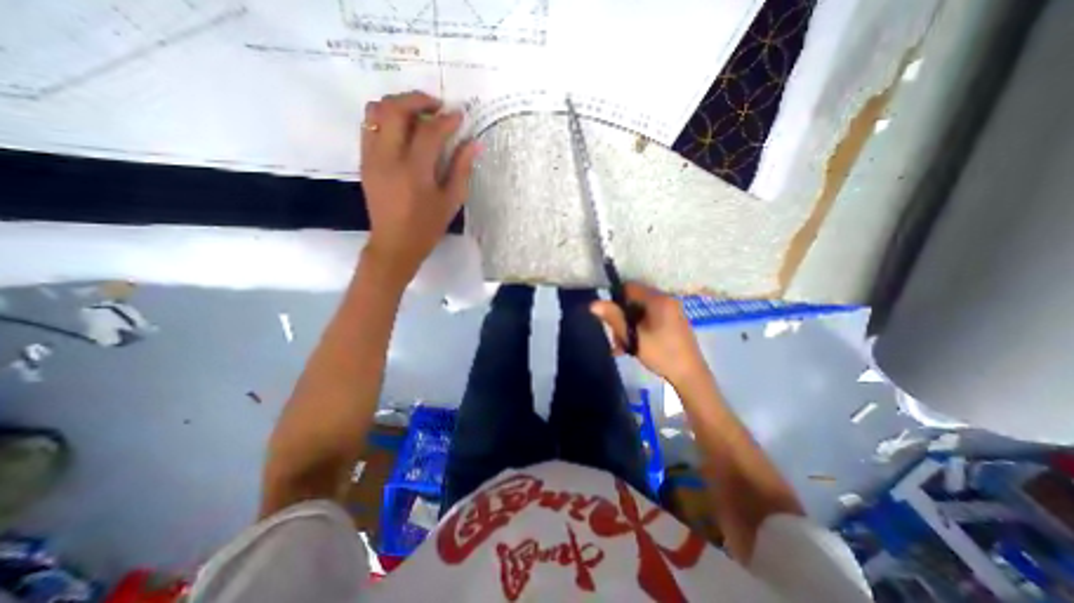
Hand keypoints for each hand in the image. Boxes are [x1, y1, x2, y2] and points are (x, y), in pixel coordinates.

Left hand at [360, 91, 477, 284]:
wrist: (394, 244)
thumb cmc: (427, 227)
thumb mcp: (451, 201)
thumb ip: (461, 169)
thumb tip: (474, 144)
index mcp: (414, 171)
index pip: (429, 131)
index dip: (447, 119)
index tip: (460, 115)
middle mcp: (388, 157)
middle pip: (396, 109)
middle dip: (418, 99)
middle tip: (437, 105)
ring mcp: (371, 157)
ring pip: (376, 111)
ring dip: (399, 104)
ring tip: (419, 113)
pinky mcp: (364, 160)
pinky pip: (369, 125)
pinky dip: (386, 117)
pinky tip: (403, 128)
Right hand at [590, 283, 711, 386]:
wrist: (690, 375)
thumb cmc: (661, 353)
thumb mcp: (633, 336)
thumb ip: (614, 318)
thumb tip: (593, 304)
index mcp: (658, 300)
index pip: (630, 287)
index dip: (616, 299)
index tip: (610, 318)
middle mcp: (666, 300)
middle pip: (634, 301)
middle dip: (622, 318)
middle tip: (616, 339)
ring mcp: (672, 311)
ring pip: (641, 313)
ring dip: (629, 327)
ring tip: (623, 348)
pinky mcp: (673, 322)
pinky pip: (651, 319)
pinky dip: (640, 329)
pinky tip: (634, 347)